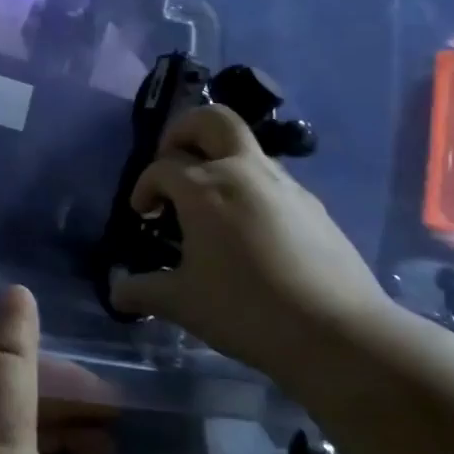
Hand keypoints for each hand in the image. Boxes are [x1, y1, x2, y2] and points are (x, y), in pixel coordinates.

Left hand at [0, 287, 114, 453]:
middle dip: (59, 406)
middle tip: (113, 422)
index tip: (101, 394)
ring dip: (53, 436)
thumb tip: (15, 292)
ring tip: (104, 451)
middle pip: (0, 399)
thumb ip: (12, 359)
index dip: (52, 372)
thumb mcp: (4, 433)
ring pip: (3, 437)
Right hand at [108, 104, 391, 370]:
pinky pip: (270, 179)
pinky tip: (247, 231)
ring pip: (244, 148)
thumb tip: (116, 291)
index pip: (161, 167)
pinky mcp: (312, 205)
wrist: (337, 333)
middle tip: (172, 163)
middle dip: (183, 131)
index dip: (144, 187)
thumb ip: (142, 290)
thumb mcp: (182, 303)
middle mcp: (243, 171)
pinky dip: (248, 187)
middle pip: (211, 120)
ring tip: (208, 206)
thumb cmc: (245, 310)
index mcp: (205, 186)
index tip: (142, 215)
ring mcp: (284, 184)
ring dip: (219, 160)